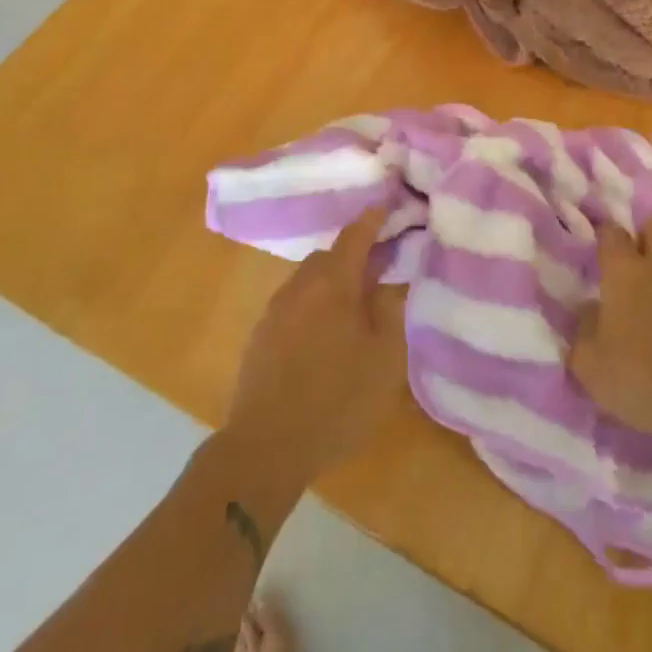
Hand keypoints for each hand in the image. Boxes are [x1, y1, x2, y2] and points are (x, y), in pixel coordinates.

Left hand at [220, 210, 407, 494]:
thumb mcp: (384, 359)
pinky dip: (315, 305)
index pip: (355, 235)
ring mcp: (275, 311)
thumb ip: (390, 311)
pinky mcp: (261, 337)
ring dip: (333, 282)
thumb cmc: (336, 400)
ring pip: (310, 281)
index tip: (390, 202)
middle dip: (355, 255)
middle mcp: (299, 286)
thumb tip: (388, 282)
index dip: (374, 218)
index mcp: (331, 283)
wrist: (266, 448)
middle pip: (330, 256)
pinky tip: (327, 336)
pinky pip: (295, 305)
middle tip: (382, 268)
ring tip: (357, 306)